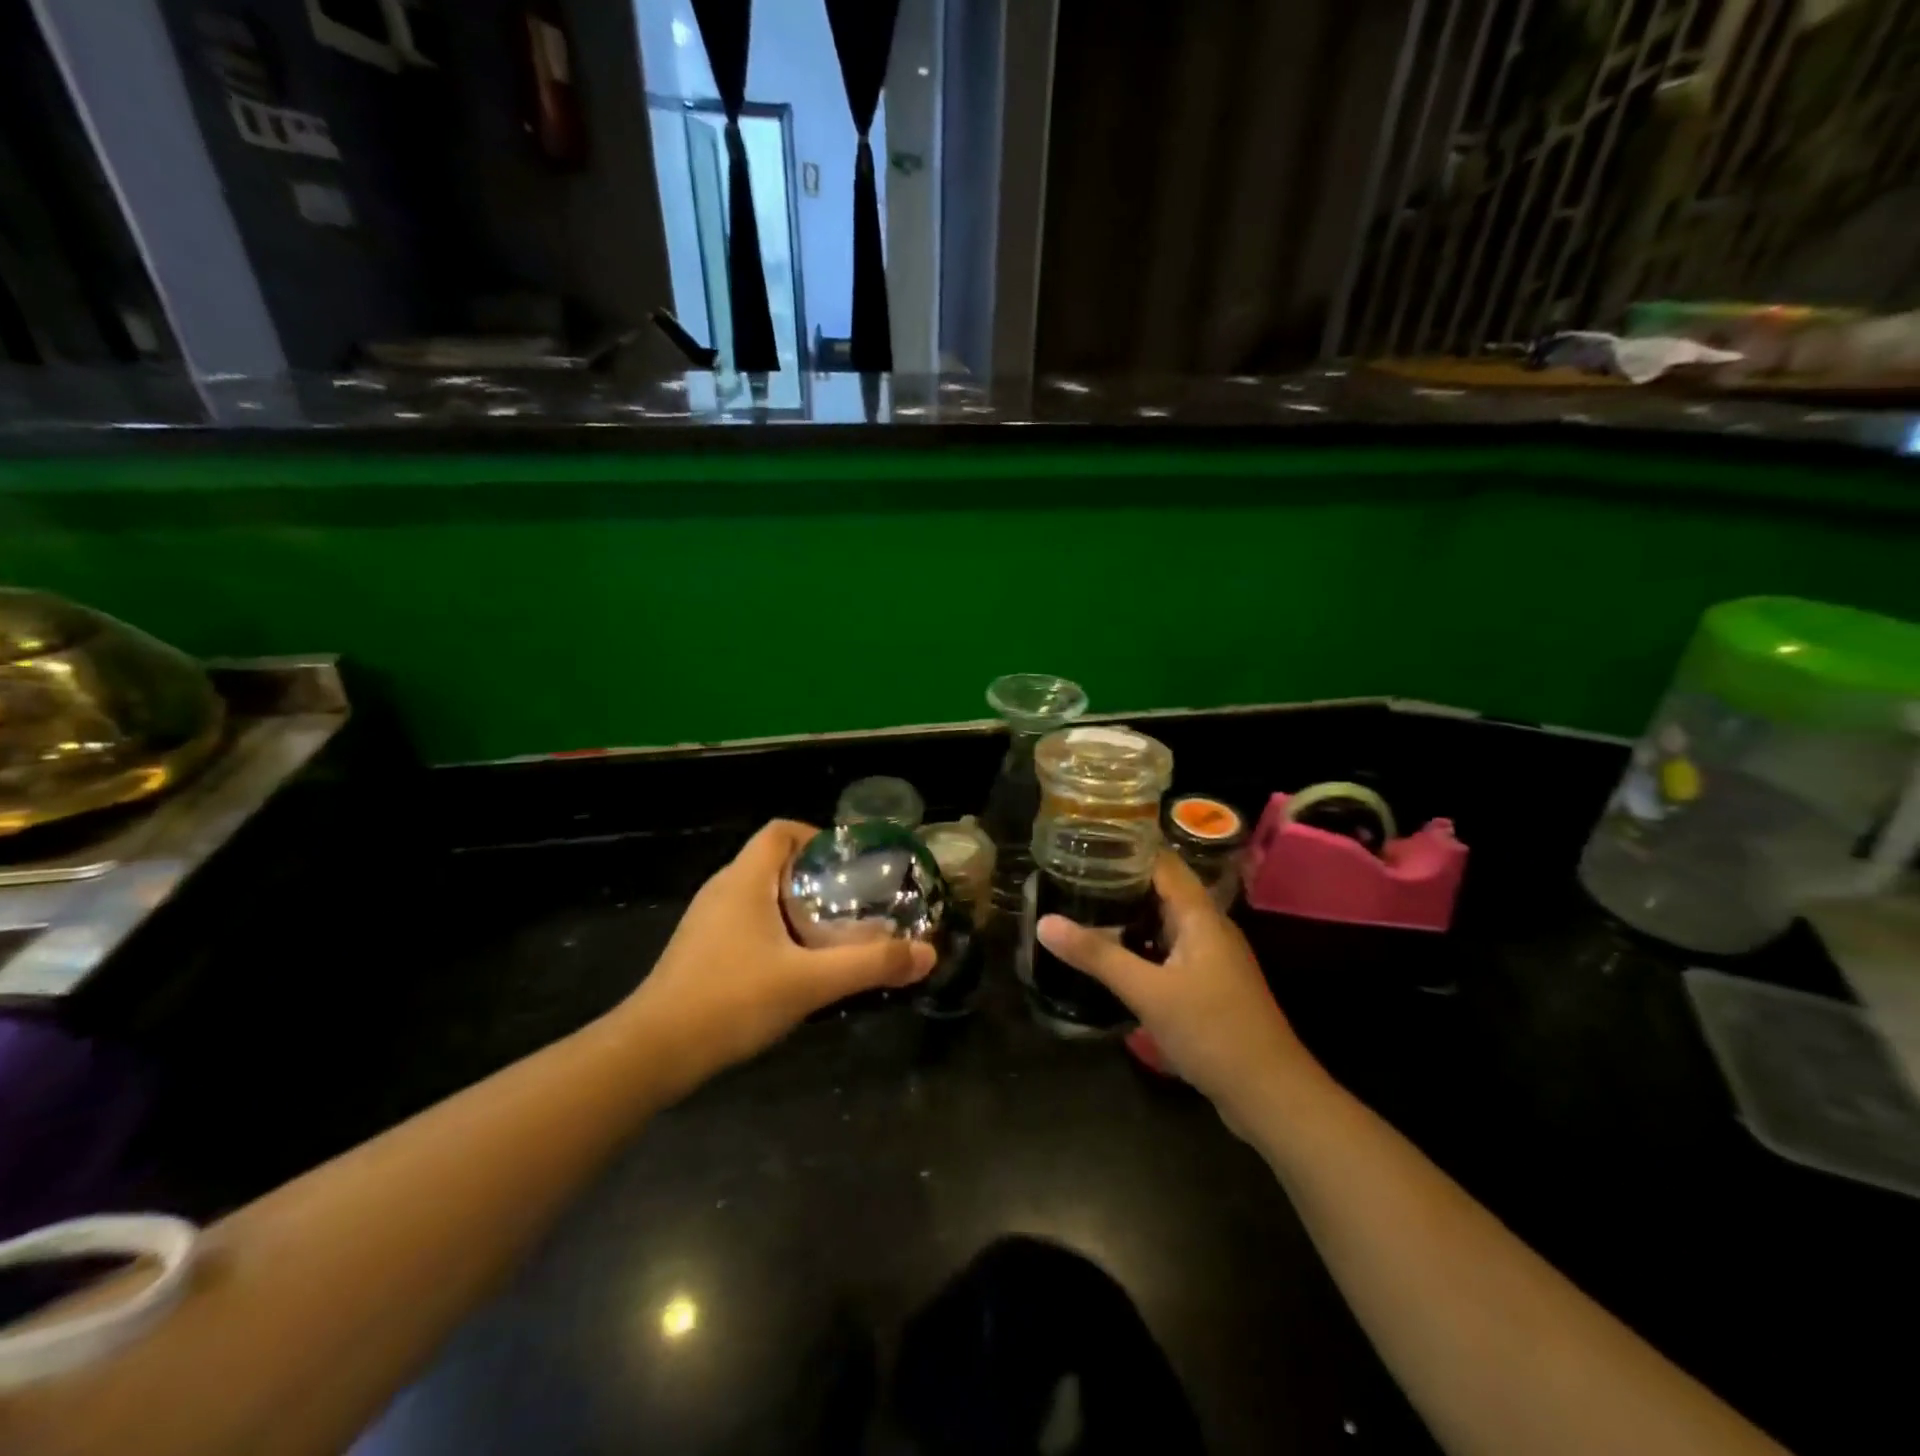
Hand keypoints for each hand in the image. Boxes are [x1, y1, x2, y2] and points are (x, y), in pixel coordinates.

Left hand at [620, 821, 934, 1090]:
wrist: (652, 1053)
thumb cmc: (731, 1000)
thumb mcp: (810, 982)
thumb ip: (870, 965)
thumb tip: (928, 953)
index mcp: (744, 879)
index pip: (780, 831)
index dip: (817, 837)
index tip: (850, 866)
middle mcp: (722, 890)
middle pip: (774, 861)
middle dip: (816, 876)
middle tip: (854, 902)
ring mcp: (706, 921)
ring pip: (760, 894)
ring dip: (796, 905)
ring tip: (833, 932)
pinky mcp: (699, 950)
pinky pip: (745, 921)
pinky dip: (775, 929)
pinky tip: (795, 964)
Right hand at [1036, 854, 1316, 1117]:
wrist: (1270, 1094)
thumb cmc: (1212, 1031)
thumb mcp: (1148, 992)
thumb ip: (1097, 955)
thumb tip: (1045, 922)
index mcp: (1200, 915)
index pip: (1161, 862)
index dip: (1125, 849)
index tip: (1082, 845)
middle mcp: (1208, 928)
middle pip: (1161, 891)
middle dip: (1118, 884)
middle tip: (1070, 879)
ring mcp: (1210, 958)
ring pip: (1163, 923)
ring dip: (1127, 918)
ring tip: (1081, 912)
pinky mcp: (1207, 986)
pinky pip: (1168, 952)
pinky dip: (1139, 947)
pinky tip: (1110, 958)